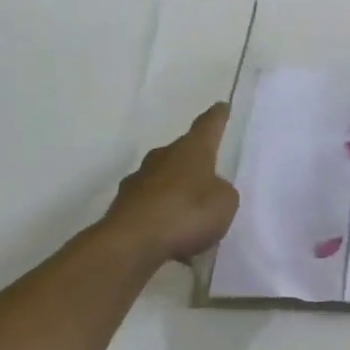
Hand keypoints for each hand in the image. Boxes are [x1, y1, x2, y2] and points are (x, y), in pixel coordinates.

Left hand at [102, 104, 239, 261]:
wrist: (132, 243)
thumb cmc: (187, 213)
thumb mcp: (225, 203)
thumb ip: (222, 192)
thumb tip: (210, 189)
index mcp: (191, 150)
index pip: (207, 126)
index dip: (217, 117)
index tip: (221, 106)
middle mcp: (162, 158)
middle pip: (182, 153)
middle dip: (194, 162)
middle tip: (209, 174)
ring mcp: (138, 182)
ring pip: (165, 181)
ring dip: (178, 193)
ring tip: (194, 217)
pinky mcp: (124, 207)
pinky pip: (153, 208)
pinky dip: (165, 218)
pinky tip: (176, 240)